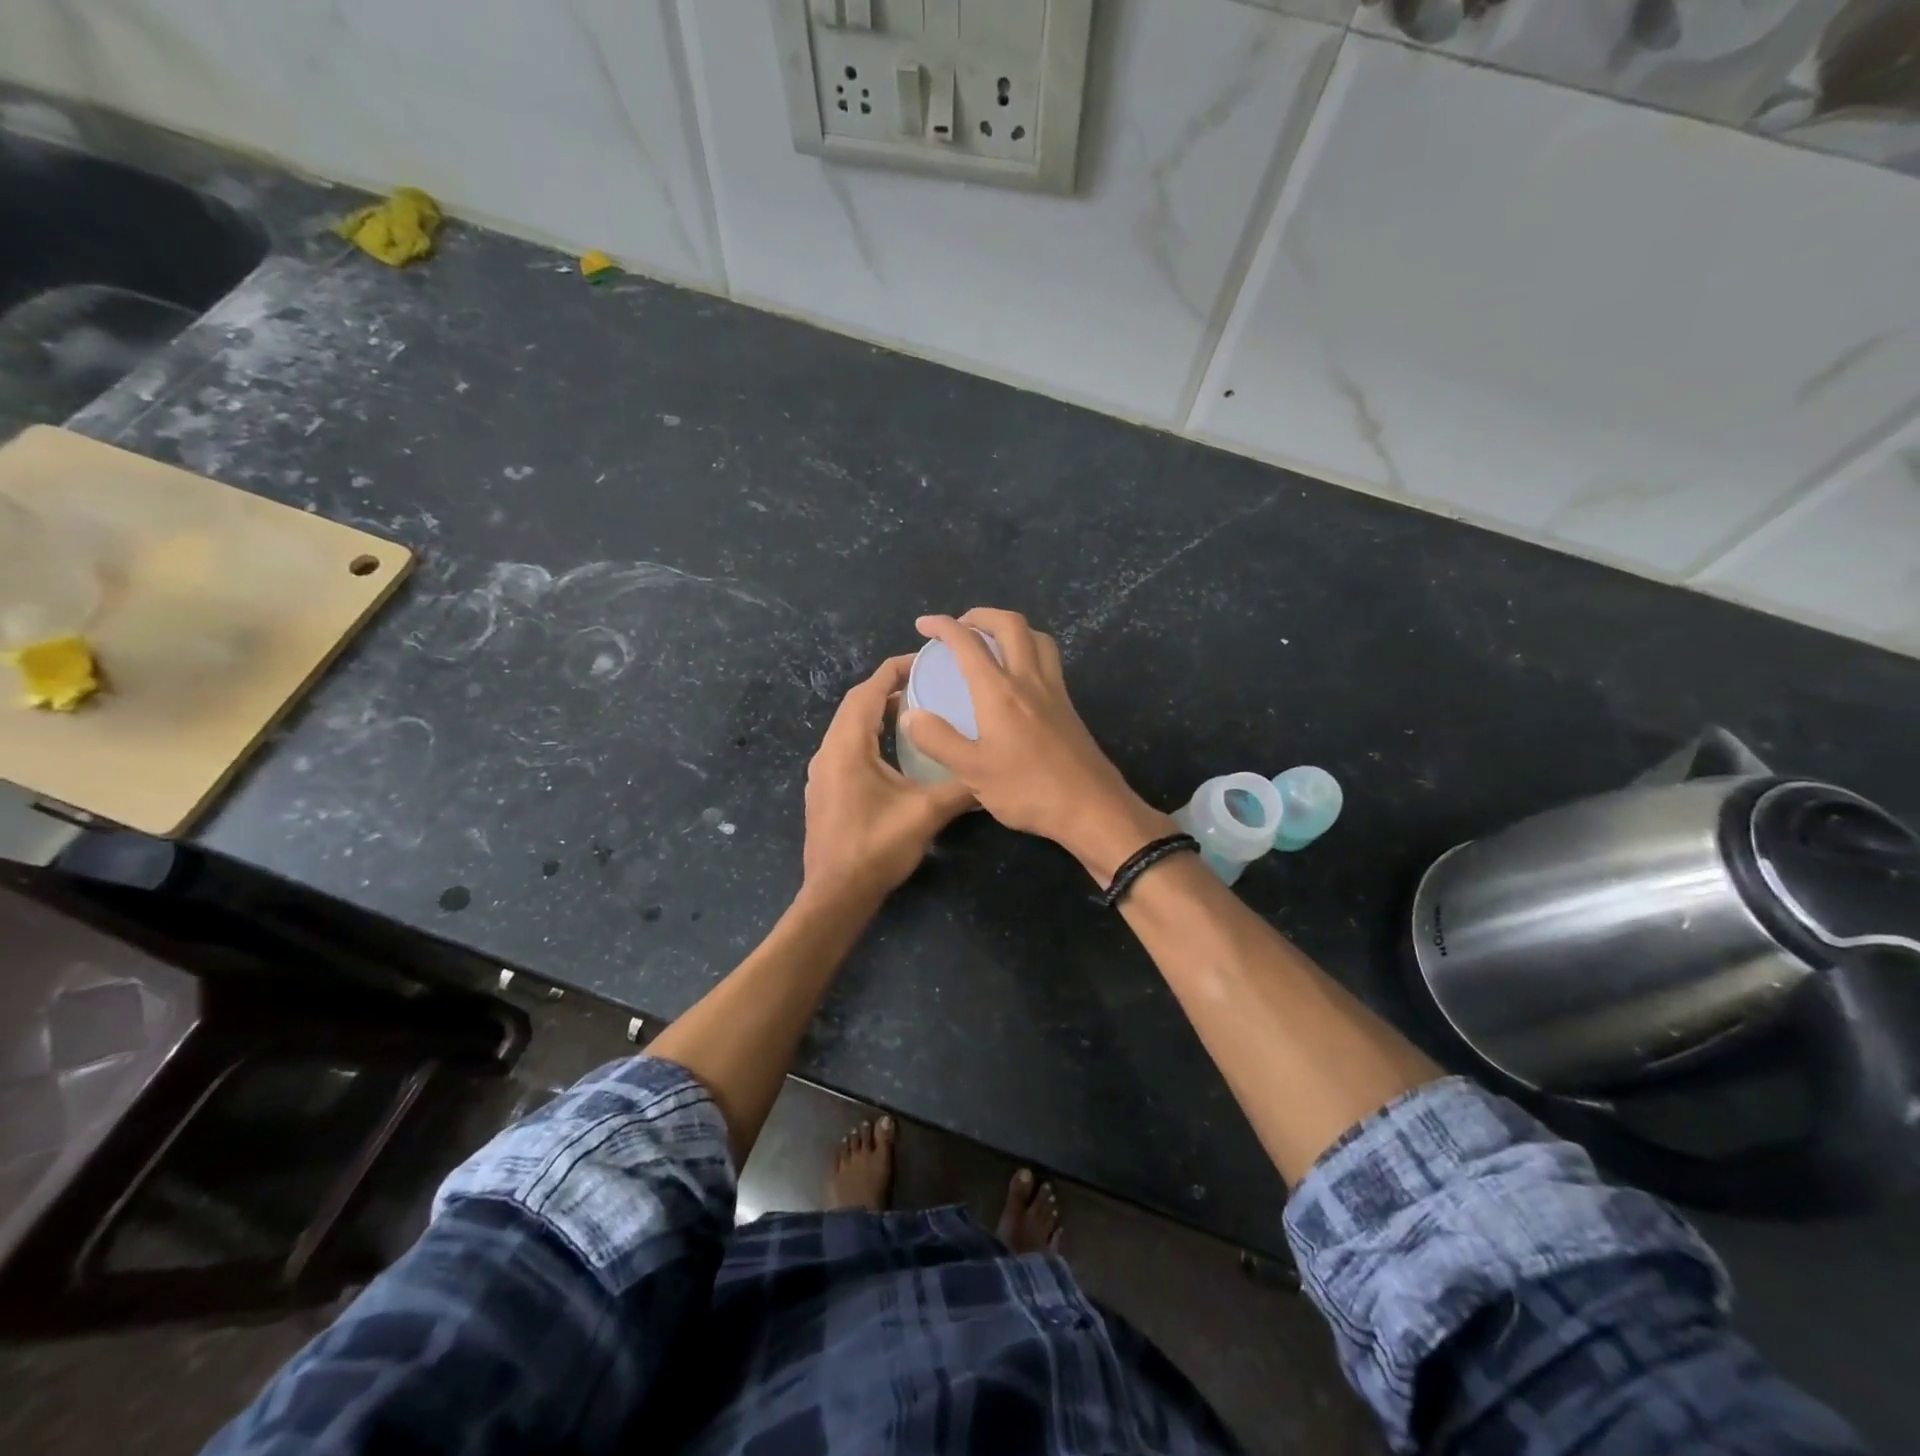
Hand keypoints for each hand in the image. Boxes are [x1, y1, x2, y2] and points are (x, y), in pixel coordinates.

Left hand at [802, 655, 974, 902]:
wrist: (836, 895)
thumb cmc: (876, 848)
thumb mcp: (926, 813)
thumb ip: (961, 788)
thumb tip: (993, 775)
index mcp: (848, 746)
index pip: (869, 691)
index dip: (896, 670)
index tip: (926, 660)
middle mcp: (829, 751)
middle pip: (857, 704)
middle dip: (890, 688)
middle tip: (928, 682)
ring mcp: (823, 772)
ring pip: (850, 727)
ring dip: (879, 713)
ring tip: (918, 711)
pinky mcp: (825, 790)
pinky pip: (847, 747)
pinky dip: (871, 736)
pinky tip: (896, 751)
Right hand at [900, 609, 1173, 883]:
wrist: (1092, 808)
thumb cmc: (1028, 790)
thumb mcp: (972, 772)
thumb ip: (938, 740)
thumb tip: (910, 714)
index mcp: (999, 691)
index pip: (968, 643)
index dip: (943, 626)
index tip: (923, 625)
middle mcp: (1028, 680)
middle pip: (1010, 625)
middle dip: (981, 615)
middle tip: (960, 626)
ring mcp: (1054, 691)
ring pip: (1037, 638)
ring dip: (1011, 628)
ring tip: (991, 641)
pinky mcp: (1068, 707)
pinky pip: (1049, 660)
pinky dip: (1030, 649)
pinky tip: (1019, 676)